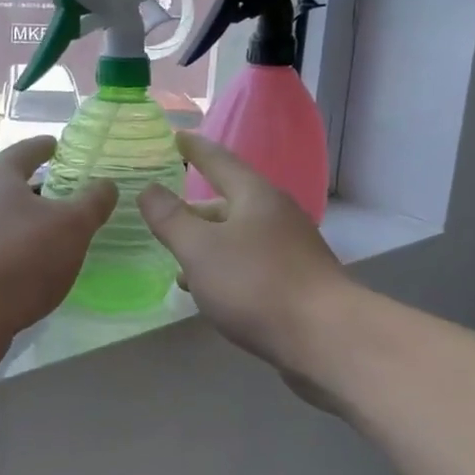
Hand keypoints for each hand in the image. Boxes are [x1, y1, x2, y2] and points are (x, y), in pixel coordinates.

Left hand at [0, 138, 116, 372]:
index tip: (61, 145)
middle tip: (72, 192)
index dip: (48, 147)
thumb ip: (92, 202)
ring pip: (6, 218)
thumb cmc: (20, 256)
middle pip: (13, 184)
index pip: (29, 150)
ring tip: (61, 232)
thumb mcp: (71, 226)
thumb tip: (106, 184)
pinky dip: (20, 250)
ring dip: (31, 222)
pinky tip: (39, 266)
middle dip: (42, 188)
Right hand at [138, 133, 348, 380]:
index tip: (177, 136)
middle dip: (195, 209)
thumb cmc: (256, 283)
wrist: (326, 338)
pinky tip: (208, 291)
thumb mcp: (200, 249)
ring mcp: (291, 250)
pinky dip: (224, 268)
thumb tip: (148, 189)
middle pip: (229, 202)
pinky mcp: (296, 283)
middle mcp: (277, 215)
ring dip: (208, 244)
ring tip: (177, 260)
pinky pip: (250, 264)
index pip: (219, 161)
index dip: (195, 149)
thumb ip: (170, 218)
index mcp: (255, 196)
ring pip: (238, 237)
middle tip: (165, 215)